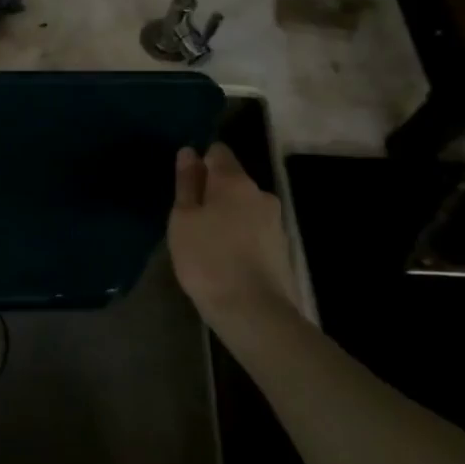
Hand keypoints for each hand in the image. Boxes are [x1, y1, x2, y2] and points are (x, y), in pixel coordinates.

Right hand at [167, 143, 299, 339]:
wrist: (253, 311)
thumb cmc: (207, 258)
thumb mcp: (183, 218)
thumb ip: (187, 183)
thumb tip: (189, 153)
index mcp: (235, 181)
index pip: (218, 152)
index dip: (200, 162)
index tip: (184, 184)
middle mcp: (260, 194)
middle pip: (232, 181)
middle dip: (212, 192)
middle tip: (189, 218)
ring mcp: (275, 222)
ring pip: (243, 206)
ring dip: (225, 215)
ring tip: (204, 241)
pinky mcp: (281, 247)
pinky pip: (252, 229)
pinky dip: (237, 235)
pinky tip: (223, 257)